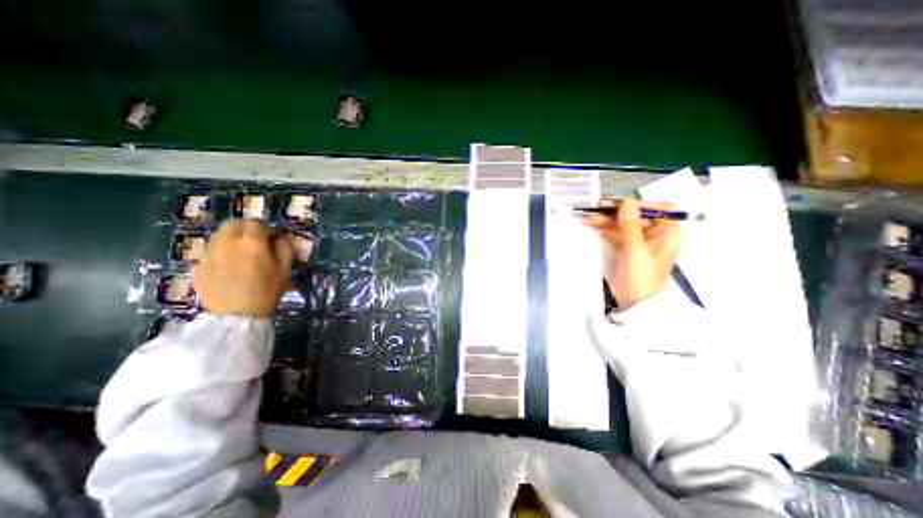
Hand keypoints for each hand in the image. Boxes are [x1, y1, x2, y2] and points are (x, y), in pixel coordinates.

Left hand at [192, 219, 293, 315]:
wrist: (235, 315)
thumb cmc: (266, 291)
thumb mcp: (285, 269)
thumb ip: (284, 249)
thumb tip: (279, 238)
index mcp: (252, 242)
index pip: (256, 223)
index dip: (266, 230)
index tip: (272, 240)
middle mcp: (227, 243)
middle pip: (233, 224)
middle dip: (244, 229)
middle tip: (254, 242)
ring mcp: (209, 254)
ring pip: (218, 236)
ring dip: (230, 239)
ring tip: (239, 254)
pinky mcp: (197, 267)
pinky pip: (210, 253)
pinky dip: (220, 255)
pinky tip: (227, 269)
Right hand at [586, 196, 679, 311]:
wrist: (632, 302)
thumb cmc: (639, 276)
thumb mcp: (635, 249)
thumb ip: (630, 224)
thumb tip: (627, 200)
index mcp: (667, 233)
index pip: (658, 209)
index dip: (639, 204)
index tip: (619, 205)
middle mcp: (655, 234)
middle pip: (637, 215)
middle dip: (618, 212)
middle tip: (598, 207)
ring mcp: (639, 241)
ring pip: (623, 224)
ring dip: (608, 220)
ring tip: (591, 218)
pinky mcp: (626, 248)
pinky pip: (616, 233)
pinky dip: (606, 229)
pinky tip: (594, 226)